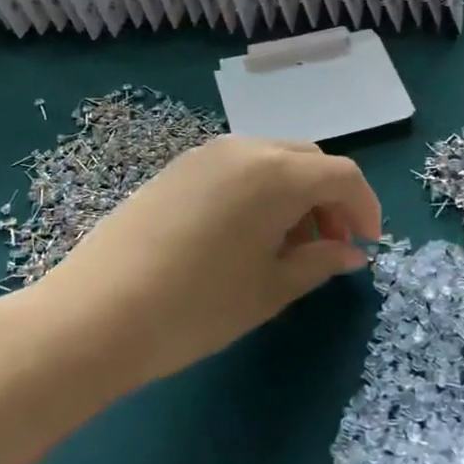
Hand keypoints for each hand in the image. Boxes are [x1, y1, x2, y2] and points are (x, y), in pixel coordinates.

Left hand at [29, 136, 380, 392]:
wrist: (95, 315)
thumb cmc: (197, 307)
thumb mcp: (270, 290)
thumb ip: (319, 262)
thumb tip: (352, 253)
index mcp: (277, 173)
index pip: (342, 175)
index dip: (365, 208)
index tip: (368, 246)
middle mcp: (244, 148)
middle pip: (307, 160)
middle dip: (329, 199)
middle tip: (329, 246)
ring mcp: (205, 154)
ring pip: (271, 160)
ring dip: (294, 194)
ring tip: (288, 245)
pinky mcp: (176, 168)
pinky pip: (236, 167)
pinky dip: (259, 191)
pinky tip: (246, 234)